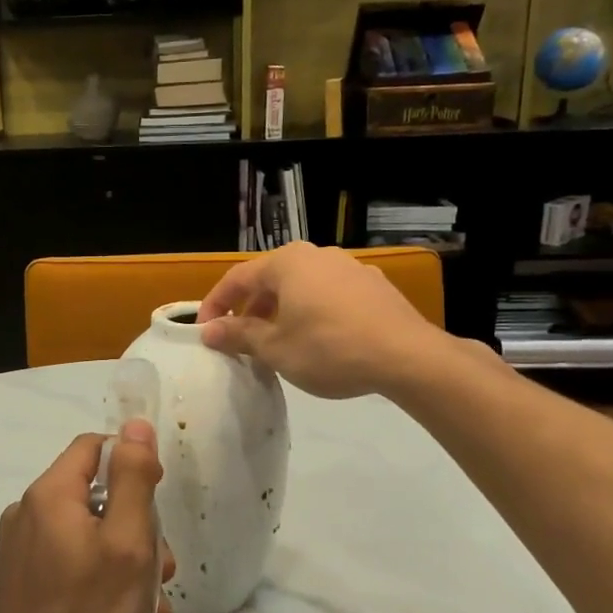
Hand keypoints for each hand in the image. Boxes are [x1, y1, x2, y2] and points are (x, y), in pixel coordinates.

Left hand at [0, 420, 174, 612]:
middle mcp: (26, 513)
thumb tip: (135, 425)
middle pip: (93, 495)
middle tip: (163, 568)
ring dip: (123, 559)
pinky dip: (97, 578)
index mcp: (49, 494)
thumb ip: (133, 479)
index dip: (132, 463)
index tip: (157, 501)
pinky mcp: (17, 583)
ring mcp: (17, 550)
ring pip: (84, 534)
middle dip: (134, 525)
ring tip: (151, 605)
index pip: (94, 447)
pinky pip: (66, 562)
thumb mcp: (127, 542)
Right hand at [196, 242, 445, 398]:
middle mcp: (317, 255)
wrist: (407, 357)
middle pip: (270, 279)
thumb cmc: (329, 349)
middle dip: (250, 308)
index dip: (215, 305)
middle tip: (240, 337)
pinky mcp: (374, 286)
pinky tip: (319, 339)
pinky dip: (312, 311)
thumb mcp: (275, 348)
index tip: (204, 330)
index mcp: (287, 262)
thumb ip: (239, 335)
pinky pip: (329, 294)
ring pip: (302, 286)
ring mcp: (350, 267)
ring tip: (278, 340)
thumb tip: (208, 331)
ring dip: (282, 310)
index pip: (237, 279)